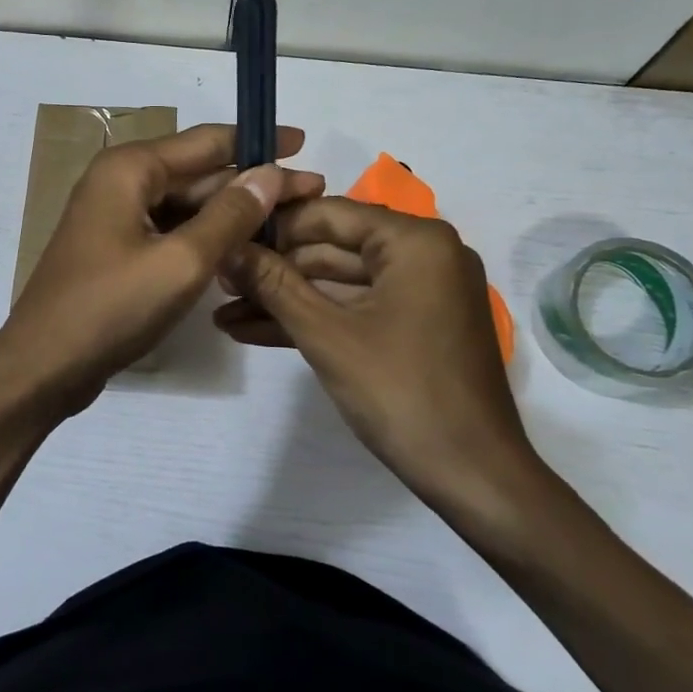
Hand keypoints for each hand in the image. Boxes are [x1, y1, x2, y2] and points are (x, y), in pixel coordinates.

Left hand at [0, 124, 324, 420]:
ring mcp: (115, 218)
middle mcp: (120, 182)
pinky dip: (204, 239)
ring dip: (231, 215)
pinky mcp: (116, 250)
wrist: (43, 367)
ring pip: (185, 206)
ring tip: (286, 226)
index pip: (207, 142)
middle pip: (198, 173)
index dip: (258, 142)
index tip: (304, 143)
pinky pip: (169, 232)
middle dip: (252, 184)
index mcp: (130, 169)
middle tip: (311, 195)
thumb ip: (229, 215)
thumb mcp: (181, 262)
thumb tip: (270, 173)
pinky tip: (241, 253)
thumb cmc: (110, 308)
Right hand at [215, 197, 546, 528]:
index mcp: (414, 241)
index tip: (222, 239)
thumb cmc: (401, 393)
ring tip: (224, 311)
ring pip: (338, 284)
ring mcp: (420, 293)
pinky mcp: (413, 326)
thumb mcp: (326, 334)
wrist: (473, 477)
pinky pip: (355, 309)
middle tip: (218, 282)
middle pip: (331, 248)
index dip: (271, 228)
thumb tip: (227, 246)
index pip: (328, 214)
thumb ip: (273, 284)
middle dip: (273, 270)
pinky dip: (312, 320)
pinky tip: (253, 331)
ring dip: (284, 300)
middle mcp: (423, 255)